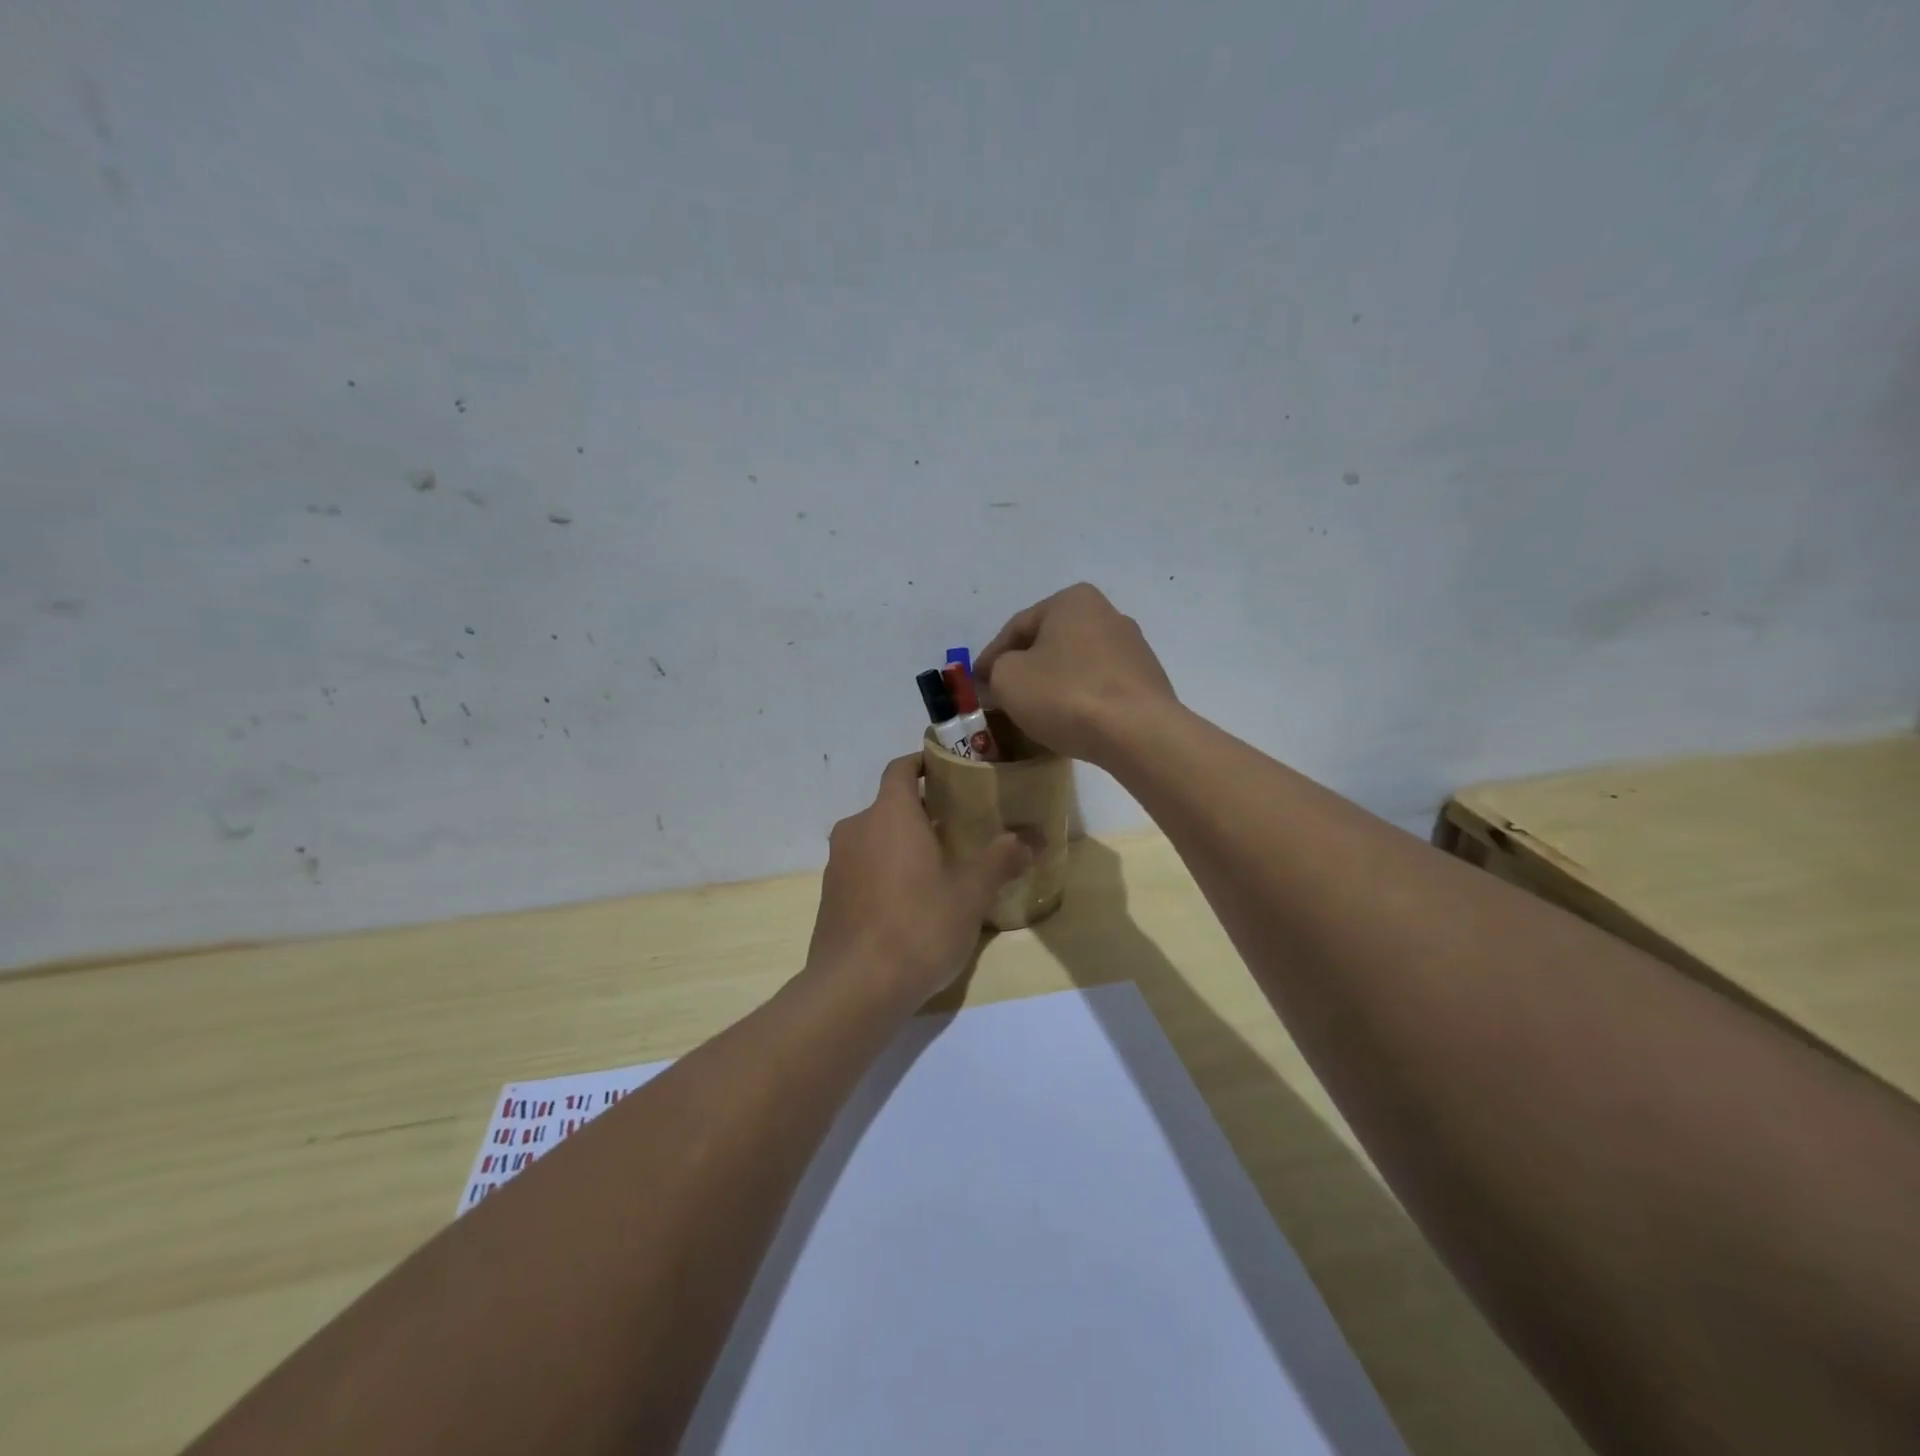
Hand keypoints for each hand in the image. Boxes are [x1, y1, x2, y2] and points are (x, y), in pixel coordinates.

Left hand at [806, 755, 1034, 1003]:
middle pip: (891, 806)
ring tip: (940, 867)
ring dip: (904, 844)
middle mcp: (857, 829)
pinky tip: (910, 903)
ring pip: (875, 838)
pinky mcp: (829, 896)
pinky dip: (885, 871)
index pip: (901, 769)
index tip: (951, 772)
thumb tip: (1034, 837)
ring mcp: (837, 864)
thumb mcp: (970, 894)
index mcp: (890, 814)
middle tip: (961, 828)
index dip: (924, 764)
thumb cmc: (918, 926)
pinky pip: (862, 868)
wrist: (854, 988)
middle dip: (923, 813)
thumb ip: (1001, 859)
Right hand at [975, 583, 1176, 764]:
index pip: (1017, 627)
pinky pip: (1099, 686)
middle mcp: (1107, 614)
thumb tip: (998, 679)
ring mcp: (1132, 648)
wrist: (1138, 732)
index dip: (990, 657)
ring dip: (1052, 684)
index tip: (975, 683)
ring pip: (1075, 665)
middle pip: (1049, 643)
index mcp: (1072, 601)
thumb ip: (994, 673)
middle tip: (1001, 696)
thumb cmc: (1066, 694)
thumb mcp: (1009, 680)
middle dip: (1024, 668)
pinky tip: (1069, 721)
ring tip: (1034, 712)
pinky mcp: (1146, 681)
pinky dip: (1079, 699)